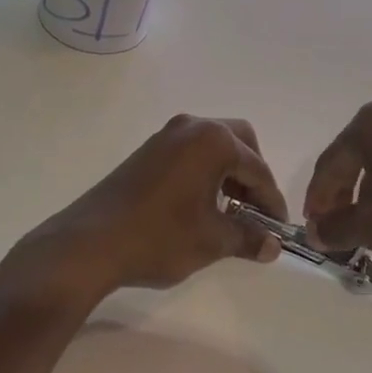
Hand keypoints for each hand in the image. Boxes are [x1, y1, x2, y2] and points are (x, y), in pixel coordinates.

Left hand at [18, 114, 288, 301]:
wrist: (91, 242)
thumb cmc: (160, 237)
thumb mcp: (212, 241)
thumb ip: (248, 237)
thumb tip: (272, 245)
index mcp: (213, 141)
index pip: (257, 168)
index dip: (272, 200)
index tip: (280, 229)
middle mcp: (192, 127)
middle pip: (239, 141)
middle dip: (253, 174)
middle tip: (256, 211)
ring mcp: (166, 135)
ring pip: (213, 144)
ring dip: (229, 172)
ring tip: (231, 211)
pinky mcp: (149, 150)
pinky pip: (190, 152)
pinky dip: (205, 171)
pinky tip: (202, 204)